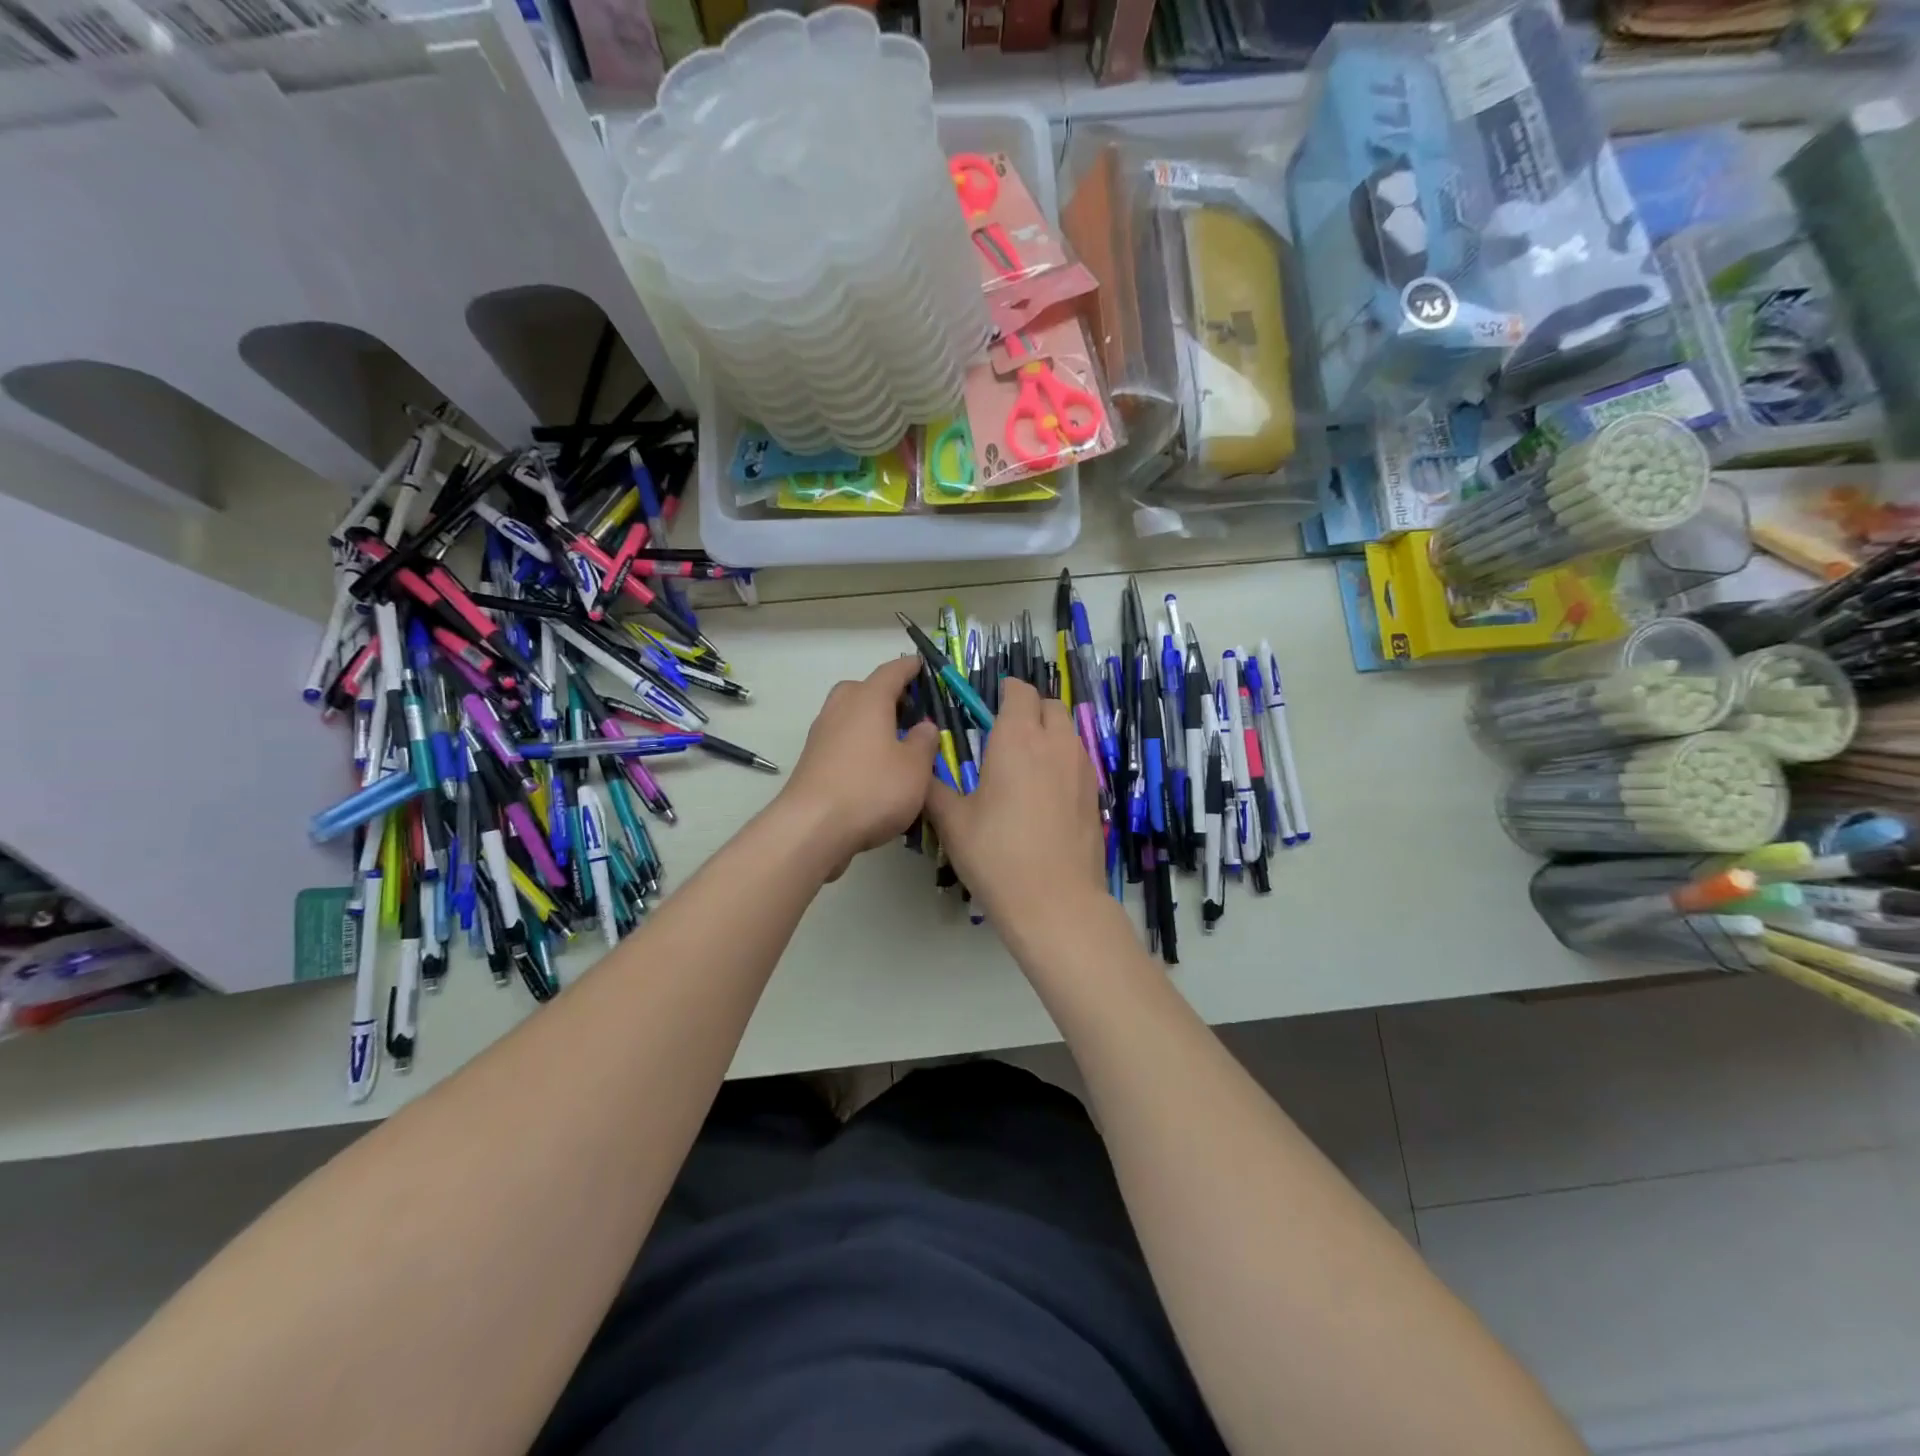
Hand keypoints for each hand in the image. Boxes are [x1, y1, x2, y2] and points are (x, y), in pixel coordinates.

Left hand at [780, 655, 937, 880]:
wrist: (812, 827)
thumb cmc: (872, 789)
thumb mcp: (915, 768)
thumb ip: (924, 742)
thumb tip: (924, 726)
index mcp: (869, 699)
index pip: (892, 671)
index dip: (910, 668)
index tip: (923, 666)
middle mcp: (841, 708)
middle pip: (864, 689)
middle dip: (887, 695)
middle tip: (911, 712)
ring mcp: (821, 734)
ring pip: (850, 715)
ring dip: (871, 722)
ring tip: (895, 743)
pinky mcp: (812, 760)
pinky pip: (841, 740)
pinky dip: (858, 744)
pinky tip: (873, 768)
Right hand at [924, 678, 1105, 935]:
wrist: (1055, 901)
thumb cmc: (997, 856)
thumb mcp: (952, 822)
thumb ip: (933, 788)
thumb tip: (919, 770)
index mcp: (1018, 739)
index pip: (1019, 691)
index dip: (1005, 690)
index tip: (989, 703)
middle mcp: (1055, 743)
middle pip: (1050, 704)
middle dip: (1029, 708)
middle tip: (1005, 731)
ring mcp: (1082, 767)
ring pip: (1068, 730)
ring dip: (1049, 731)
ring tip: (1026, 760)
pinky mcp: (1095, 793)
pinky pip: (1079, 758)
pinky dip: (1062, 758)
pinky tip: (1046, 790)